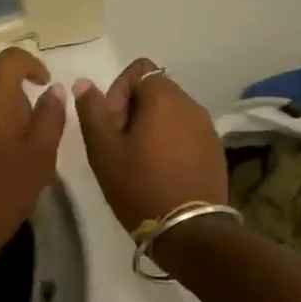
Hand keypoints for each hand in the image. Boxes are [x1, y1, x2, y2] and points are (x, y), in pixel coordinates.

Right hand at [74, 58, 227, 234]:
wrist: (190, 231)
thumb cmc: (140, 185)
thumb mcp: (104, 150)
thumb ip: (92, 111)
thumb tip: (84, 83)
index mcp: (165, 97)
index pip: (138, 70)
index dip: (117, 92)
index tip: (110, 124)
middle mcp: (191, 104)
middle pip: (155, 90)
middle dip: (132, 110)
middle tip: (119, 145)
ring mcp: (208, 128)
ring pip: (171, 113)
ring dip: (151, 127)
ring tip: (139, 161)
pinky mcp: (216, 151)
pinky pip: (186, 133)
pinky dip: (170, 142)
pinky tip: (161, 172)